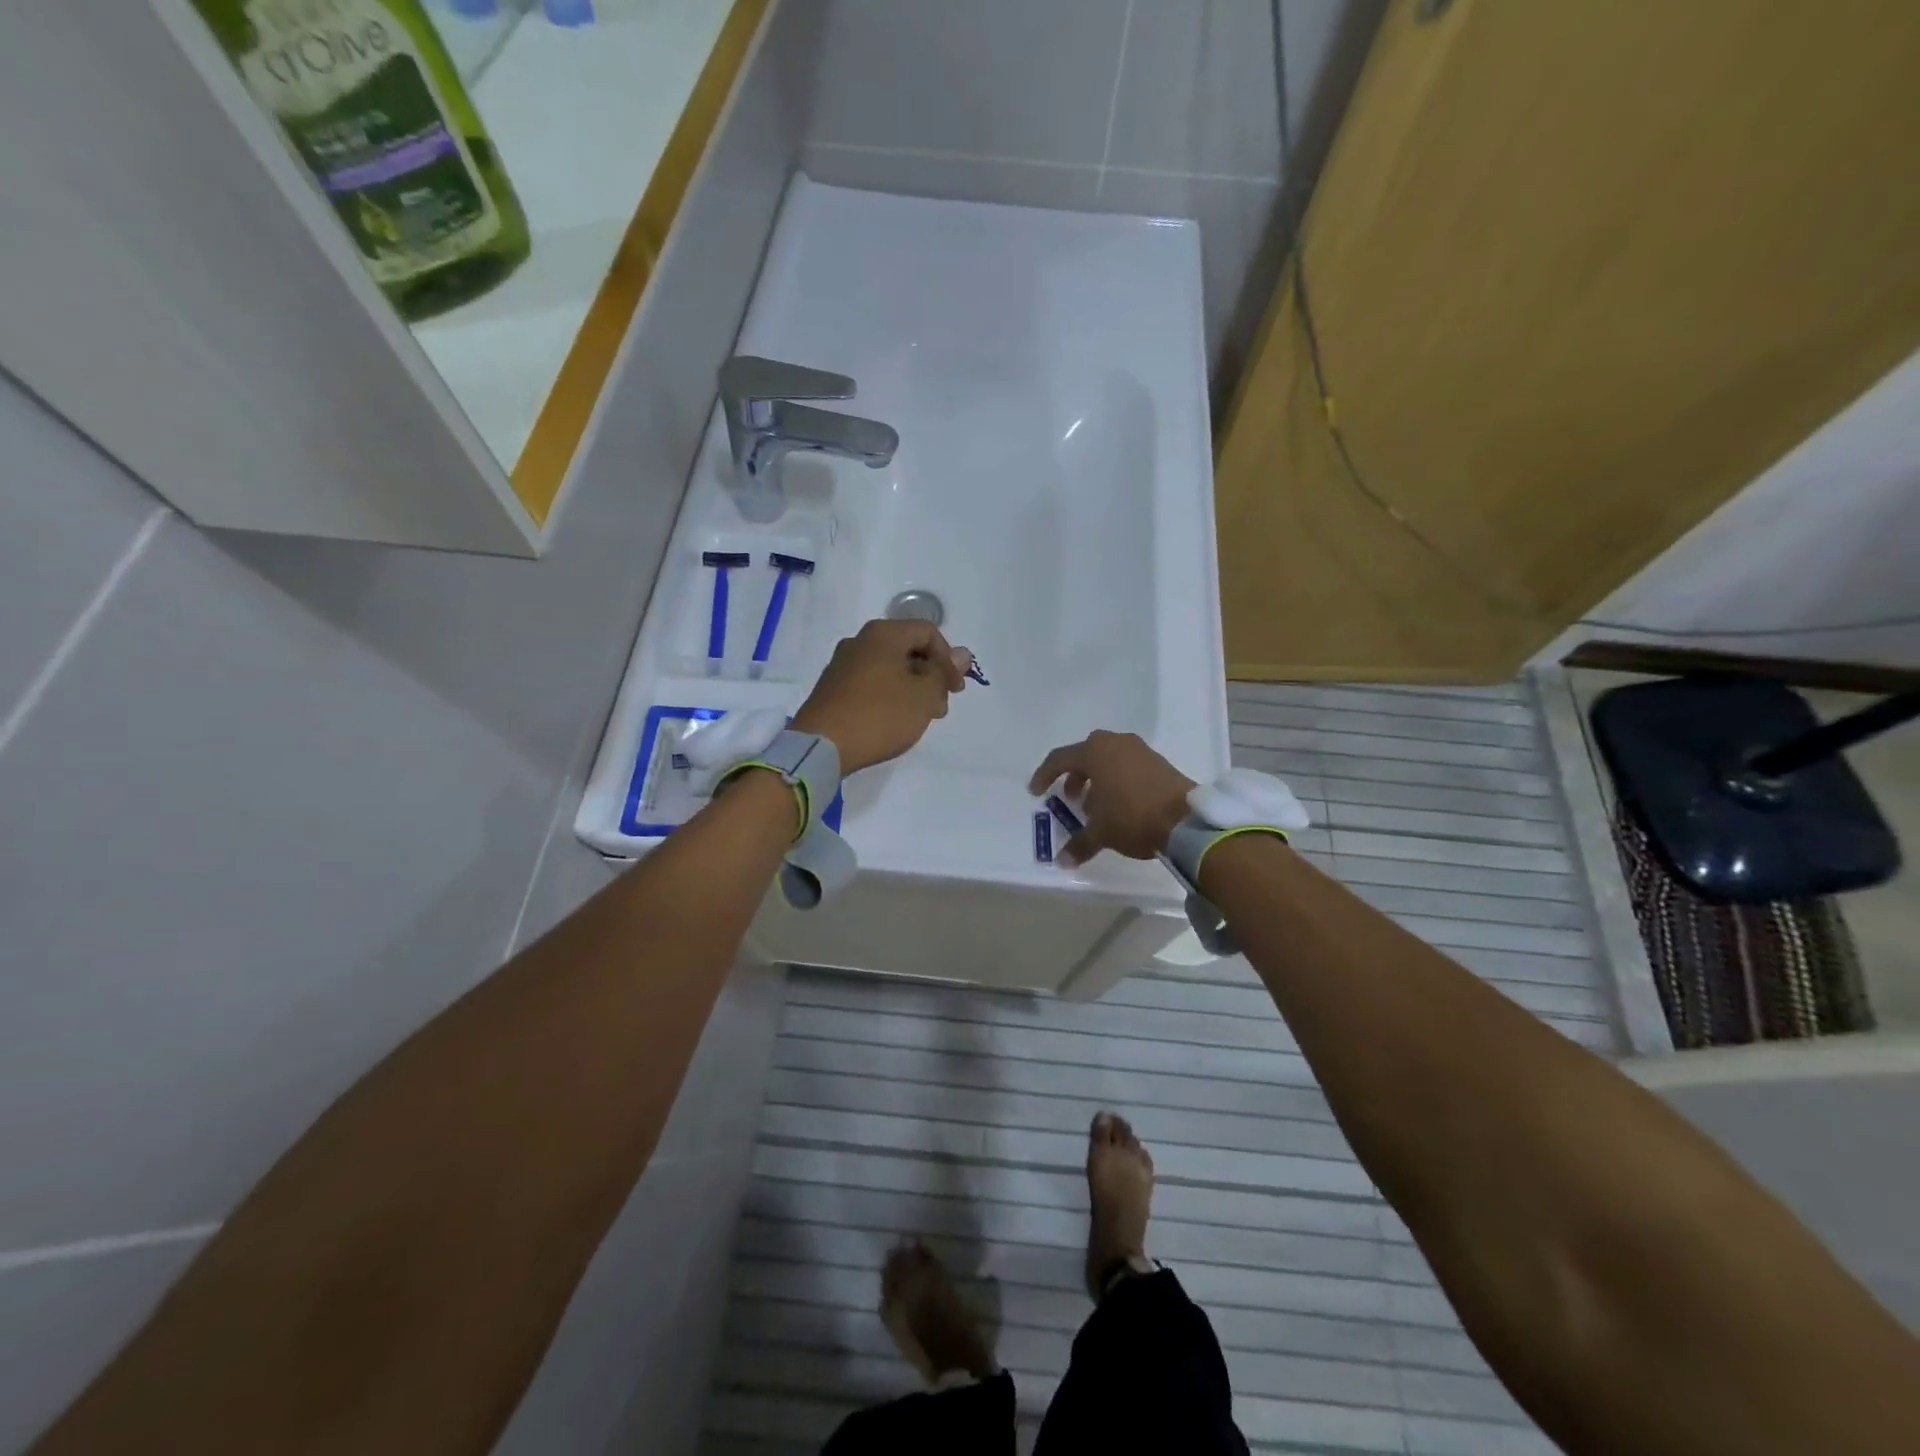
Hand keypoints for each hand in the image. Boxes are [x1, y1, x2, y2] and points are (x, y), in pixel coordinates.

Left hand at [793, 619, 970, 774]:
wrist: (821, 746)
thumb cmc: (880, 715)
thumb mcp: (923, 695)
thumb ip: (943, 672)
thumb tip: (962, 653)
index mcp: (883, 634)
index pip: (928, 632)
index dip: (949, 659)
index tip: (955, 690)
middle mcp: (860, 641)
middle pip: (908, 649)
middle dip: (931, 676)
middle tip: (939, 708)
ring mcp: (842, 664)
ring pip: (890, 668)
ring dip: (912, 689)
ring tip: (919, 718)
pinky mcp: (832, 688)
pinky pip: (871, 683)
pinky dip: (890, 696)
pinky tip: (893, 721)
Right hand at [1029, 731, 1194, 866]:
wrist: (1186, 820)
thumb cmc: (1133, 818)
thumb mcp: (1101, 833)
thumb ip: (1079, 844)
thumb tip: (1062, 861)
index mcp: (1094, 752)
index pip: (1059, 759)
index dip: (1044, 775)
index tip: (1036, 792)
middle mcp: (1115, 743)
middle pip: (1085, 755)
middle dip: (1074, 776)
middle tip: (1071, 798)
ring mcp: (1139, 750)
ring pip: (1108, 758)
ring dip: (1097, 778)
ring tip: (1096, 806)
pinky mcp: (1158, 761)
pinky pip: (1127, 764)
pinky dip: (1117, 779)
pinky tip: (1120, 804)